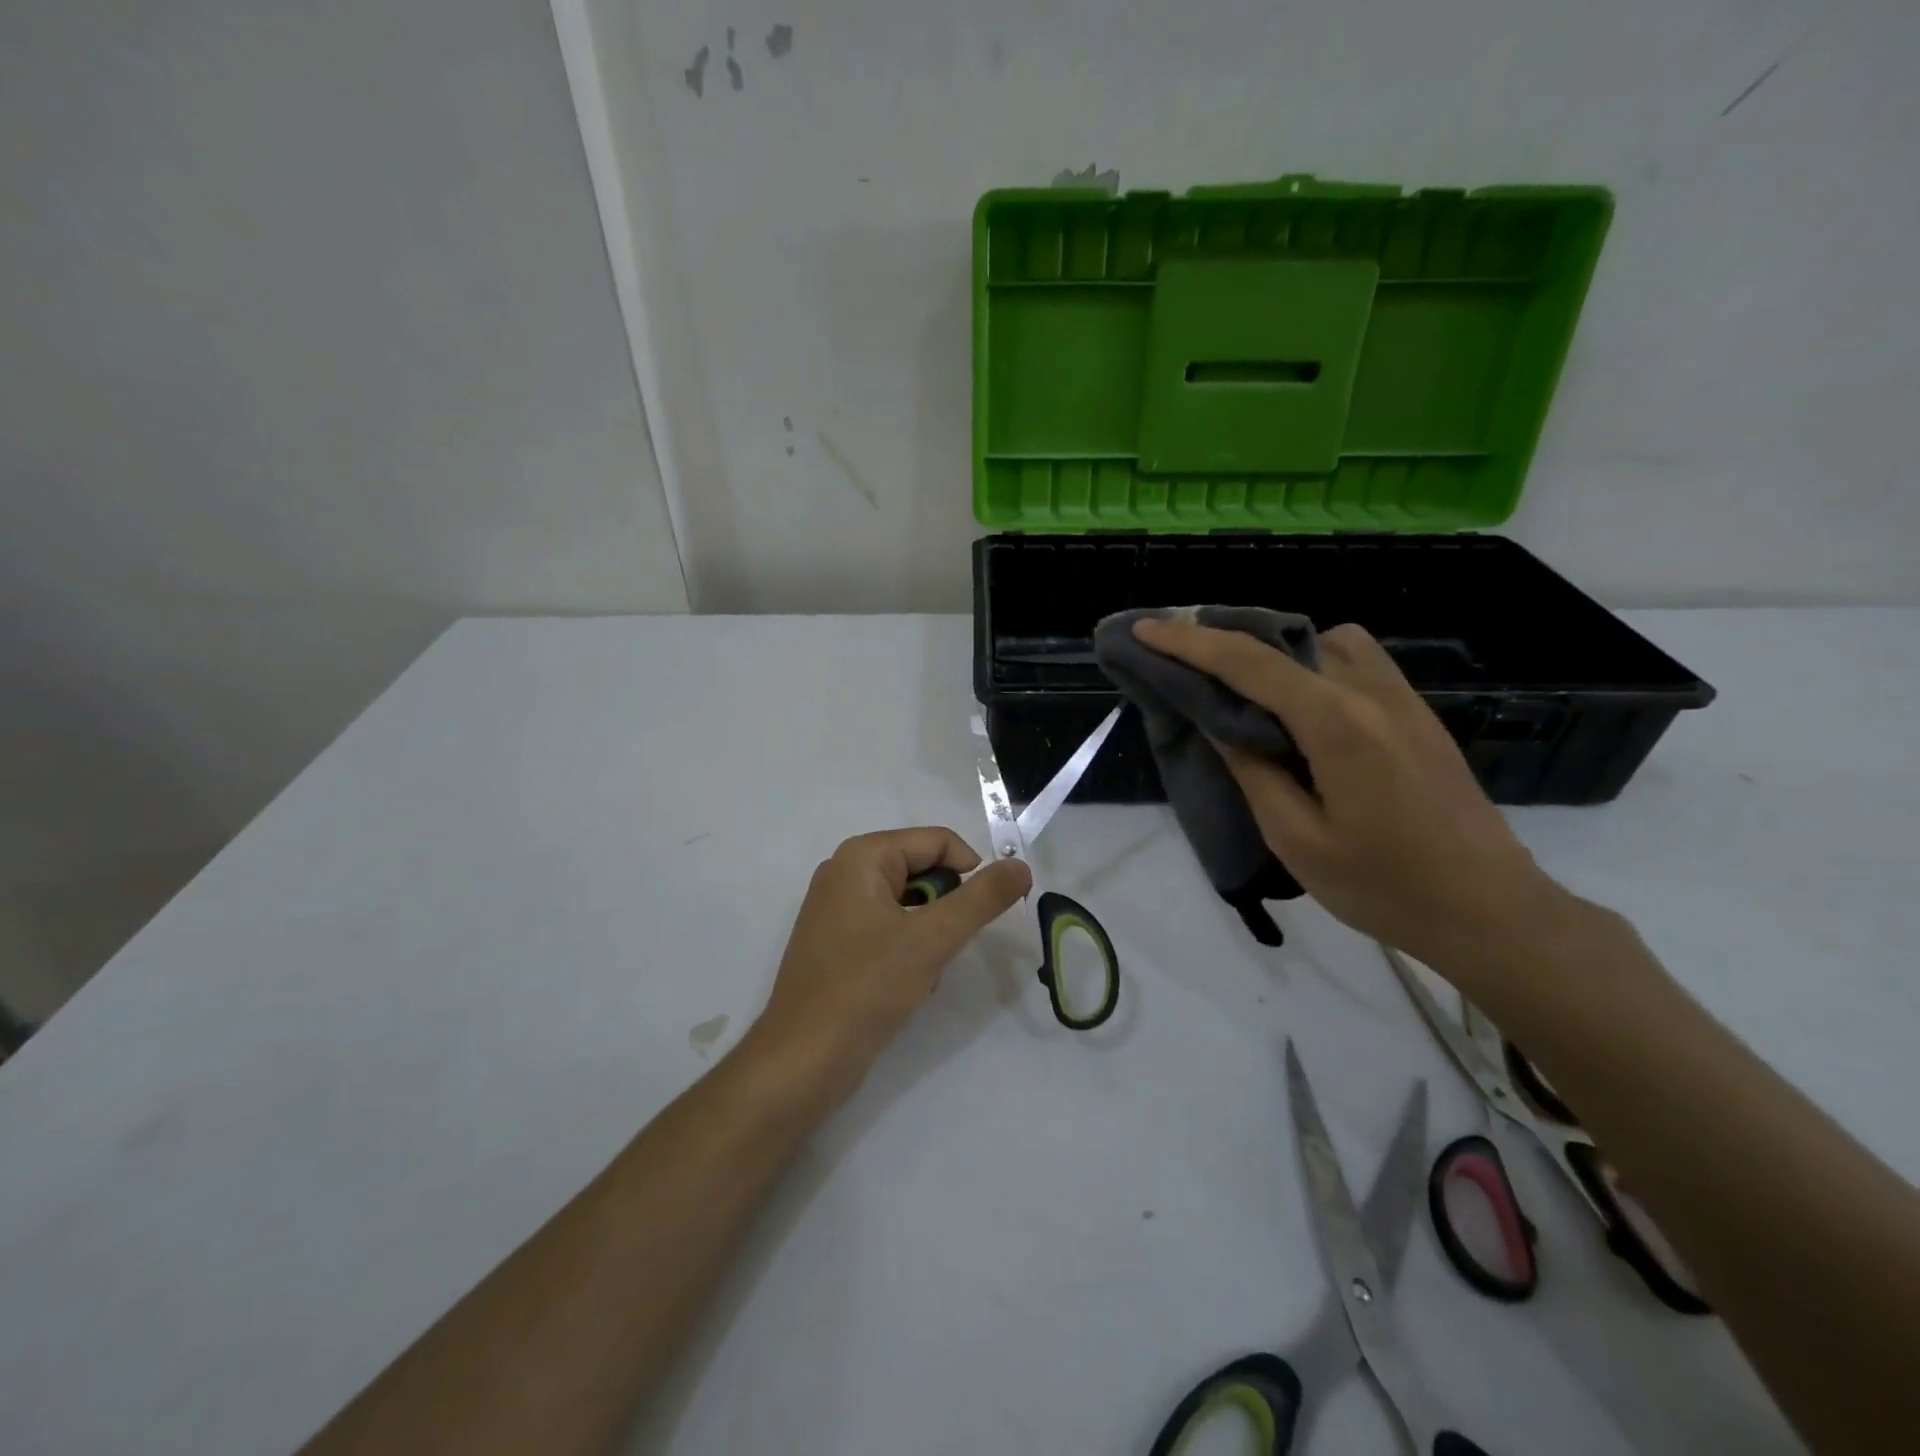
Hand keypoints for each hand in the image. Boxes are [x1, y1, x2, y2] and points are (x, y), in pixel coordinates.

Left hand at [751, 827, 1030, 1102]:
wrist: (802, 1062)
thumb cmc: (866, 989)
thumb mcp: (932, 939)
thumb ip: (982, 898)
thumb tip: (1021, 865)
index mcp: (861, 856)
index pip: (938, 842)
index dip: (971, 872)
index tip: (985, 915)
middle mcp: (845, 872)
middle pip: (923, 870)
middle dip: (945, 909)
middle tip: (944, 948)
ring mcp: (837, 908)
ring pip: (910, 904)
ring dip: (929, 934)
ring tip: (921, 971)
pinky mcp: (837, 943)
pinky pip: (890, 928)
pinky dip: (908, 950)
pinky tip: (904, 985)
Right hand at [1132, 618, 1573, 975]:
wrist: (1491, 911)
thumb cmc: (1384, 886)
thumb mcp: (1297, 838)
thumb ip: (1252, 770)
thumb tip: (1217, 721)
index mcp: (1336, 723)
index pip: (1247, 663)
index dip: (1188, 642)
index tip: (1144, 629)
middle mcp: (1371, 692)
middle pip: (1285, 639)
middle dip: (1224, 637)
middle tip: (1178, 653)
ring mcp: (1402, 698)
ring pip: (1326, 640)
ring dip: (1274, 648)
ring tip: (1238, 681)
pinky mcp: (1417, 713)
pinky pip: (1356, 660)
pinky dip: (1312, 662)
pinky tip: (1297, 702)